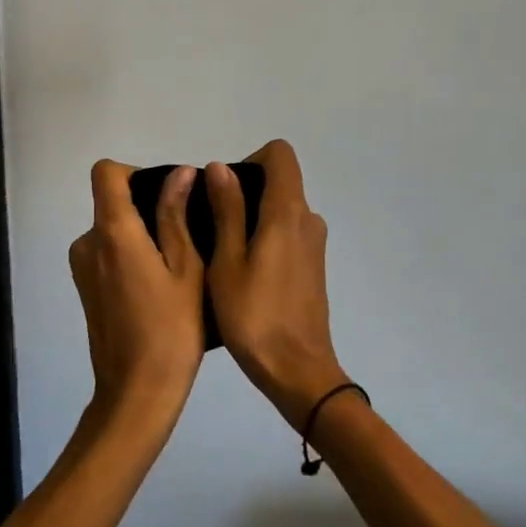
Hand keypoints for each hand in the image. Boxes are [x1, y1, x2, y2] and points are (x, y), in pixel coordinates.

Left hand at [68, 160, 205, 434]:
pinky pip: (107, 253)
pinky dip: (130, 255)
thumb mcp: (186, 268)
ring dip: (140, 235)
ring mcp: (82, 267)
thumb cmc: (171, 329)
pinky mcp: (84, 288)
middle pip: (111, 201)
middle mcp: (87, 242)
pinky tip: (158, 286)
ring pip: (112, 230)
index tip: (167, 195)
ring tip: (177, 264)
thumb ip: (176, 215)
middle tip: (187, 234)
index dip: (135, 173)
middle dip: (146, 207)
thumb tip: (180, 173)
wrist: (137, 392)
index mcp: (112, 232)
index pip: (106, 172)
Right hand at [206, 140, 349, 431]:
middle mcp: (307, 220)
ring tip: (221, 253)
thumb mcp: (227, 261)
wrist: (297, 372)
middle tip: (211, 226)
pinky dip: (265, 238)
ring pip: (281, 210)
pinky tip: (243, 273)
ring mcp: (314, 245)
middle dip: (244, 191)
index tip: (223, 190)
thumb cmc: (254, 316)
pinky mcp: (313, 267)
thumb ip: (226, 210)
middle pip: (279, 181)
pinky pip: (287, 234)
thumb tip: (220, 166)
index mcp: (287, 212)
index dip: (250, 160)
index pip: (280, 155)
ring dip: (252, 218)